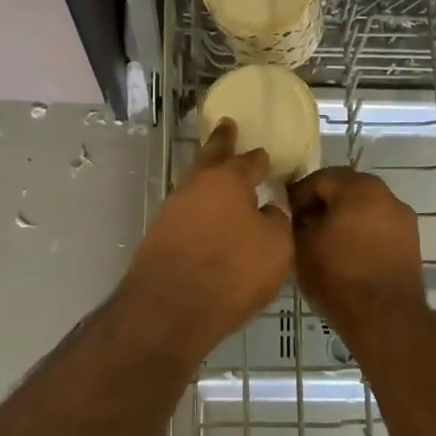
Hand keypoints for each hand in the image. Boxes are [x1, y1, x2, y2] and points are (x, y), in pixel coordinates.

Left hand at [120, 120, 292, 351]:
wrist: (169, 309)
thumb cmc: (232, 272)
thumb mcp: (276, 248)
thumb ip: (276, 223)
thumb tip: (268, 210)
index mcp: (228, 180)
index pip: (250, 161)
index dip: (259, 158)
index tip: (264, 154)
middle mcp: (197, 185)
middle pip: (211, 156)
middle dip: (221, 142)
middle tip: (227, 126)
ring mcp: (173, 209)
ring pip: (195, 184)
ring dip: (208, 178)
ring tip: (219, 177)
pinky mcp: (159, 235)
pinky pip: (186, 211)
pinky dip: (198, 209)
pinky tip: (206, 218)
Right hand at [288, 168, 425, 330]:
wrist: (385, 318)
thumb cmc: (338, 276)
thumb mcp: (301, 246)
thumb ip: (295, 221)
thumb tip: (296, 215)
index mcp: (357, 187)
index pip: (319, 179)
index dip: (297, 196)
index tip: (285, 216)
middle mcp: (385, 193)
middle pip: (345, 189)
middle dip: (323, 203)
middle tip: (303, 226)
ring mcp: (402, 216)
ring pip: (365, 207)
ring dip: (344, 217)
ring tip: (326, 241)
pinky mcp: (411, 239)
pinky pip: (379, 225)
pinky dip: (363, 232)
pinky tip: (348, 253)